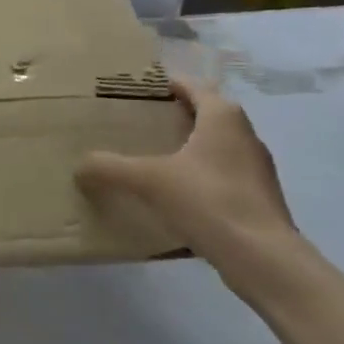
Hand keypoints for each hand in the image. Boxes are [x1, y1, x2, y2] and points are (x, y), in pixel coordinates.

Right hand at [75, 75, 314, 300]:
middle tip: (141, 125)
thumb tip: (80, 166)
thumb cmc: (207, 200)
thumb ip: (110, 168)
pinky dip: (201, 177)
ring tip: (155, 160)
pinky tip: (178, 197)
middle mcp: (245, 135)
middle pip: (207, 115)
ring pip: (217, 147)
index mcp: (222, 117)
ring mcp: (257, 169)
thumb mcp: (148, 180)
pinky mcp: (260, 199)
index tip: (141, 92)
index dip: (167, 85)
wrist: (263, 258)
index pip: (193, 87)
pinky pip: (223, 176)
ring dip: (190, 148)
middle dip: (176, 117)